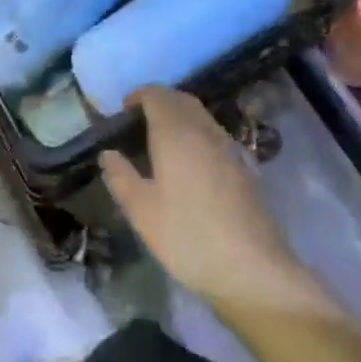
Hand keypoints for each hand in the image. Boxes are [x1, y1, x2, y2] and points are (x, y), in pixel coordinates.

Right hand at [100, 88, 305, 305]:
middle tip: (139, 125)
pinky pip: (213, 133)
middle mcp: (202, 127)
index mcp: (175, 131)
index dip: (138, 96)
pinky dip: (196, 134)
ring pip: (199, 114)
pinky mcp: (243, 163)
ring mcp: (227, 144)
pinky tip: (190, 165)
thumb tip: (108, 153)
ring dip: (178, 116)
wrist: (253, 267)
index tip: (123, 112)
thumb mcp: (143, 213)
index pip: (156, 94)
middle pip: (179, 98)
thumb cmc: (189, 236)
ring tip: (161, 144)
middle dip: (158, 102)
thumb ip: (122, 178)